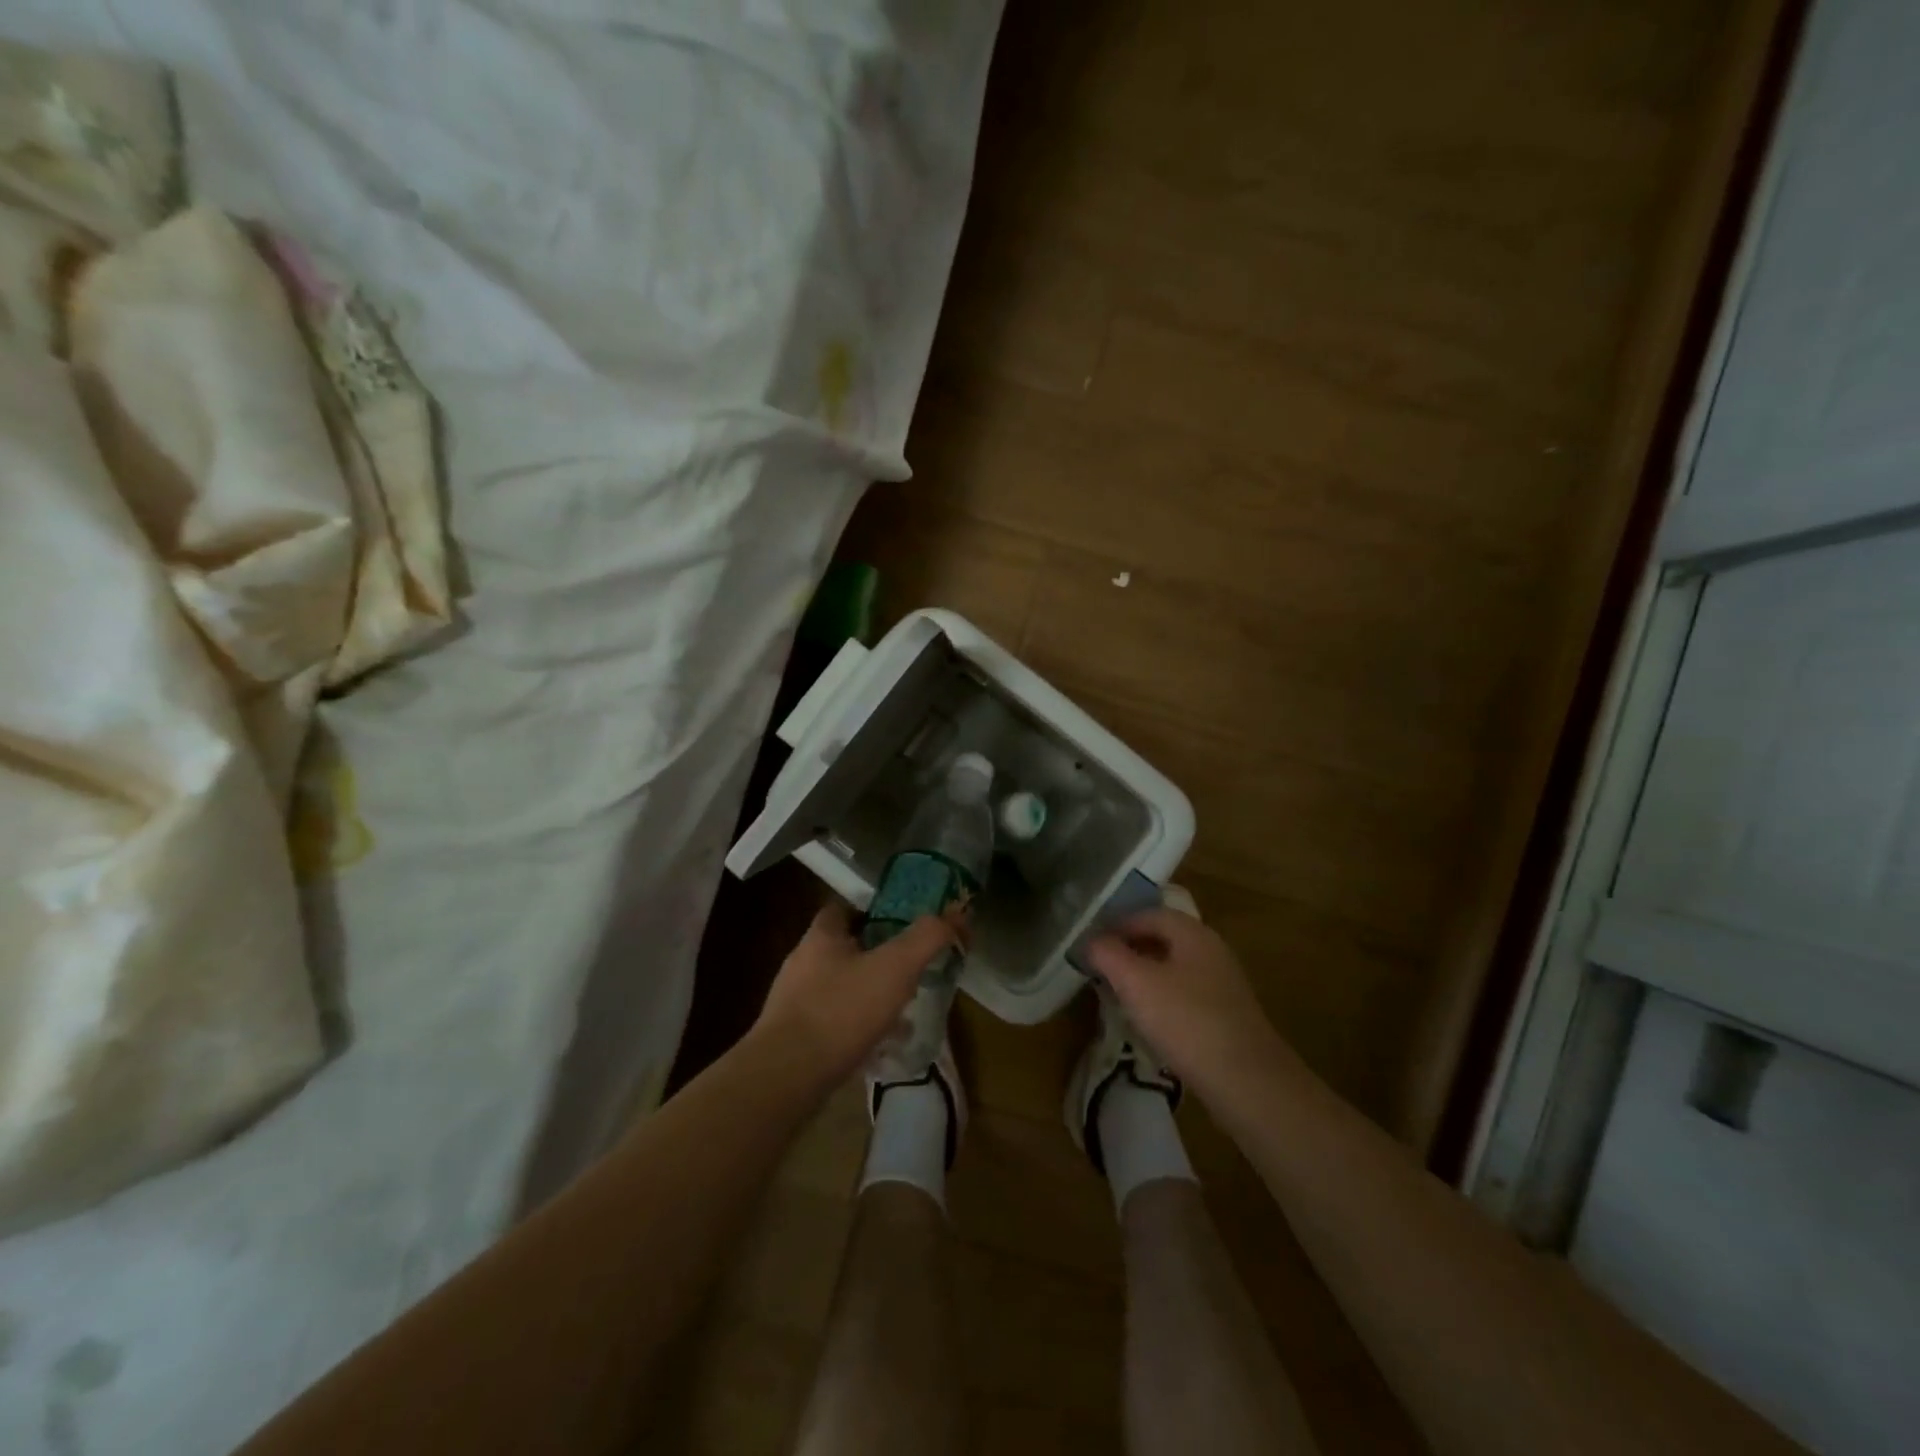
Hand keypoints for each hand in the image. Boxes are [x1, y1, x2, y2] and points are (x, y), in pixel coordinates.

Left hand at [755, 901, 957, 1086]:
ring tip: (903, 1011)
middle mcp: (803, 962)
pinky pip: (833, 1023)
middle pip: (845, 949)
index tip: (903, 924)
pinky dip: (857, 1028)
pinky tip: (880, 1047)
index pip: (844, 908)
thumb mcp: (895, 967)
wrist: (785, 1078)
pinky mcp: (794, 1038)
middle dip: (877, 957)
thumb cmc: (841, 1011)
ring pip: (841, 988)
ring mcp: (794, 1002)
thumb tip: (958, 913)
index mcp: (821, 936)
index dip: (874, 911)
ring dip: (870, 995)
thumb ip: (928, 937)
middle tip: (910, 969)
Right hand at [1084, 908, 1295, 1102]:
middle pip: (1164, 939)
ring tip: (1119, 995)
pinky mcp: (1227, 1015)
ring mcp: (1223, 984)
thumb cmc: (1186, 1021)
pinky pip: (1186, 994)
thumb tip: (1092, 940)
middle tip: (1101, 968)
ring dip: (1145, 975)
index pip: (1148, 914)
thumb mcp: (1136, 983)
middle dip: (1130, 949)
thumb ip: (1109, 955)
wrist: (1247, 1081)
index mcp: (1193, 933)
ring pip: (1175, 967)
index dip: (1117, 925)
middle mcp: (1212, 950)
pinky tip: (1150, 1022)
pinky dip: (1163, 998)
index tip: (1092, 945)